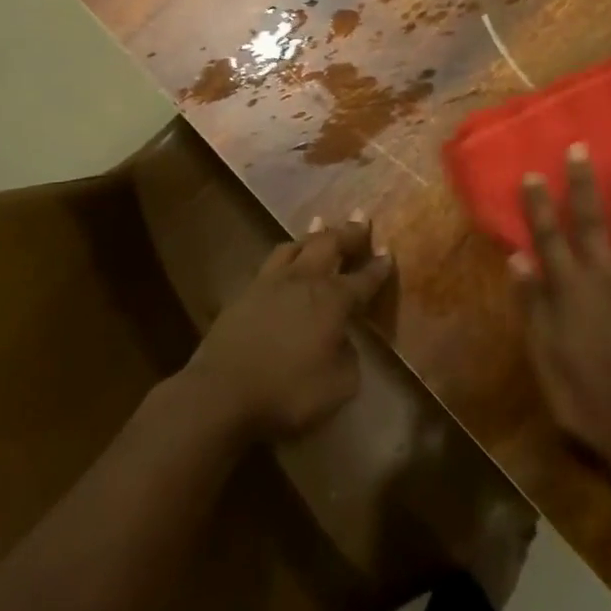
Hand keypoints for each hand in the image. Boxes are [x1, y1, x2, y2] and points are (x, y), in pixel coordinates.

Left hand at [186, 212, 393, 439]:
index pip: (362, 280)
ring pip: (296, 246)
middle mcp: (303, 281)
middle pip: (329, 245)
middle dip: (349, 232)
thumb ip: (348, 358)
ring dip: (313, 234)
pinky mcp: (246, 292)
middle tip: (361, 218)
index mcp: (331, 300)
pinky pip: (272, 261)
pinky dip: (287, 252)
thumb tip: (343, 341)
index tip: (388, 252)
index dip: (378, 267)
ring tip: (322, 224)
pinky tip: (286, 257)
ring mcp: (271, 283)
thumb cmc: (287, 392)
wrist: (222, 393)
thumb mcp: (338, 387)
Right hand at [509, 144, 610, 479]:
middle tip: (581, 148)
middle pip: (591, 224)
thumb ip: (532, 303)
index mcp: (569, 290)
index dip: (540, 205)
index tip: (534, 173)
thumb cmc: (583, 398)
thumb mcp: (543, 356)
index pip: (549, 237)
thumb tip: (518, 257)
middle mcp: (605, 279)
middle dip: (584, 185)